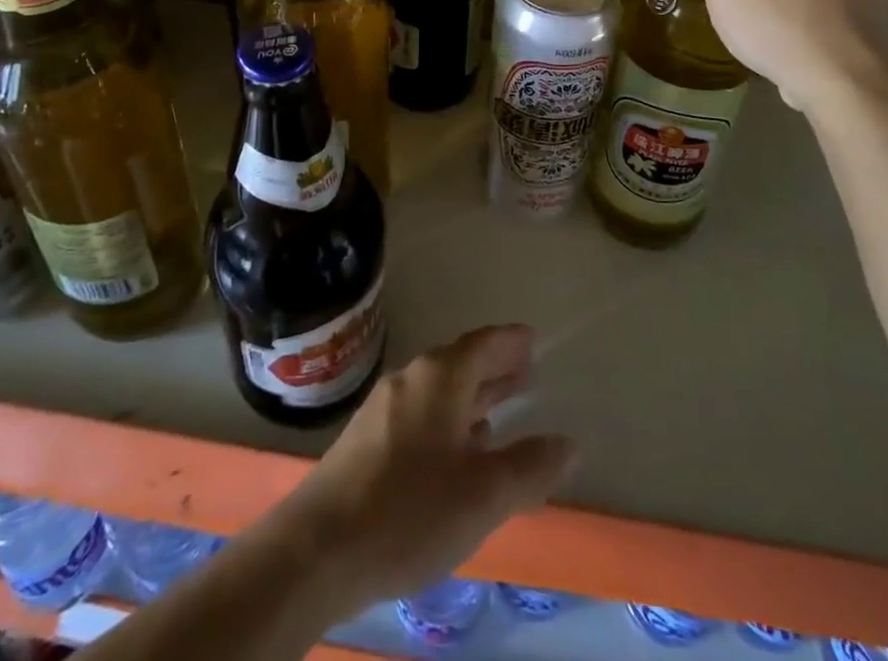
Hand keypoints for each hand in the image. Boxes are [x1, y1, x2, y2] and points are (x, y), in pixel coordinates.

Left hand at [272, 326, 576, 616]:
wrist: (319, 548)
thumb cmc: (410, 510)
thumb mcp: (482, 495)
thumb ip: (529, 467)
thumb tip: (568, 443)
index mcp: (440, 377)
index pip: (483, 344)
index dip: (510, 341)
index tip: (532, 339)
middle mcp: (412, 378)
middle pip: (460, 362)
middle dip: (493, 367)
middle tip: (525, 370)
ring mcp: (384, 406)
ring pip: (439, 389)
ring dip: (471, 394)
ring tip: (498, 409)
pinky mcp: (367, 436)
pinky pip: (420, 411)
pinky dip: (448, 417)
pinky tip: (455, 448)